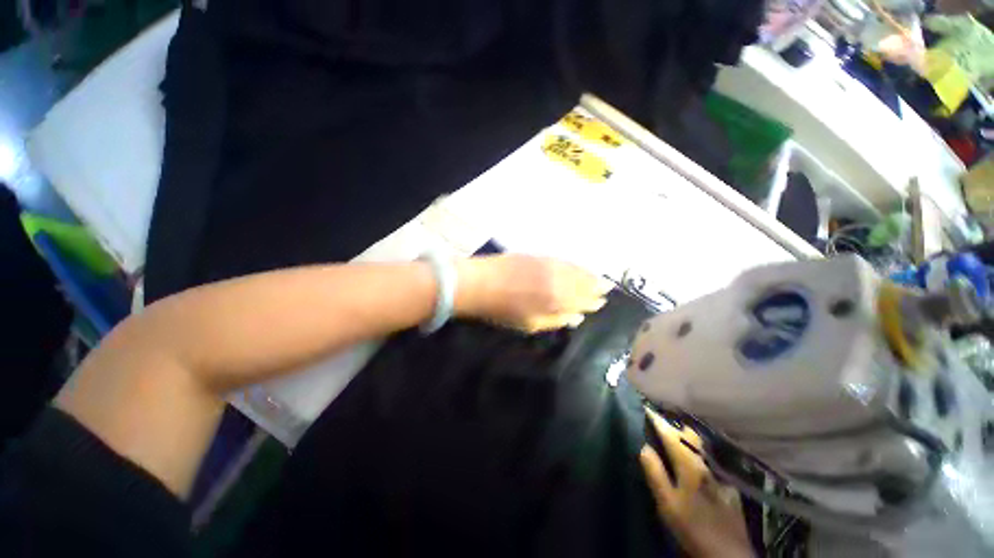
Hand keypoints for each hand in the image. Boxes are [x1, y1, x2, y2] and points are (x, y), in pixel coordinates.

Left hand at [454, 254, 612, 332]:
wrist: (479, 283)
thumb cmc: (502, 311)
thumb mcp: (530, 324)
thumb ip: (556, 320)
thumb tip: (577, 317)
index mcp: (556, 301)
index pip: (582, 302)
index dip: (592, 302)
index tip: (601, 302)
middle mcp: (558, 281)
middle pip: (582, 284)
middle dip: (595, 288)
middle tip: (606, 289)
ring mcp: (549, 266)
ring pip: (576, 271)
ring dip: (589, 275)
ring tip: (599, 278)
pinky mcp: (540, 256)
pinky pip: (563, 261)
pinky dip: (574, 265)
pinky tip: (578, 266)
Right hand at [640, 408, 752, 557]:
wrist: (729, 554)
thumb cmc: (693, 527)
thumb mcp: (667, 503)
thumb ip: (655, 473)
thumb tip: (644, 446)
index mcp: (689, 465)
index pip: (670, 435)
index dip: (657, 421)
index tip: (646, 408)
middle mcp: (705, 463)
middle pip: (689, 435)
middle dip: (674, 425)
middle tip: (660, 421)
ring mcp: (719, 473)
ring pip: (701, 446)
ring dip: (686, 436)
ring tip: (675, 434)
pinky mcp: (728, 484)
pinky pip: (710, 459)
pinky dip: (699, 452)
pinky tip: (696, 459)